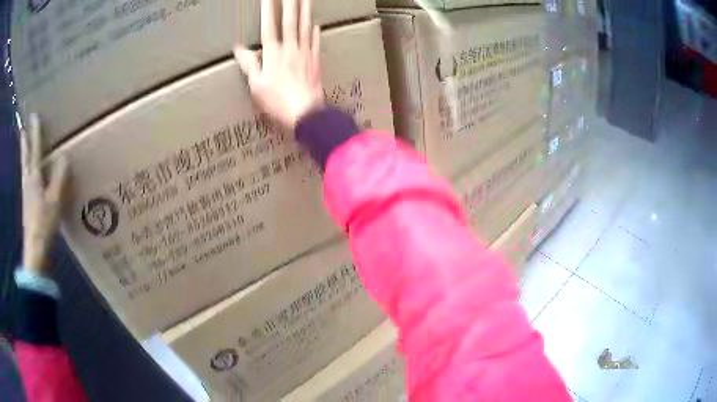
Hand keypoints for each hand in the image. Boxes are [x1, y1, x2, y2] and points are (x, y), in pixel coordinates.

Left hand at [21, 114, 67, 274]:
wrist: (35, 249)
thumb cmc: (44, 223)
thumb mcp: (55, 200)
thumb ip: (59, 177)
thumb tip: (64, 155)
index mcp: (34, 177)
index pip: (35, 149)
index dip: (35, 132)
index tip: (34, 116)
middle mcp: (27, 181)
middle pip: (25, 157)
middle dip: (24, 142)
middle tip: (23, 128)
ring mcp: (25, 193)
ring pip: (23, 167)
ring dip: (23, 154)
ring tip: (23, 147)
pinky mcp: (26, 204)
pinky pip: (25, 178)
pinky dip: (25, 169)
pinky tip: (27, 173)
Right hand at [234, 0, 323, 128]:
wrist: (305, 113)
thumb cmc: (277, 102)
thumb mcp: (256, 85)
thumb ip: (249, 64)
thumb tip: (239, 48)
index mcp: (273, 53)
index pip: (269, 25)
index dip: (268, 8)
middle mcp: (290, 48)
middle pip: (290, 20)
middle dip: (290, 2)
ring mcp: (305, 53)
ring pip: (305, 27)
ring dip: (305, 10)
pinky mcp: (315, 61)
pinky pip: (315, 43)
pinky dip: (315, 32)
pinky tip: (316, 24)